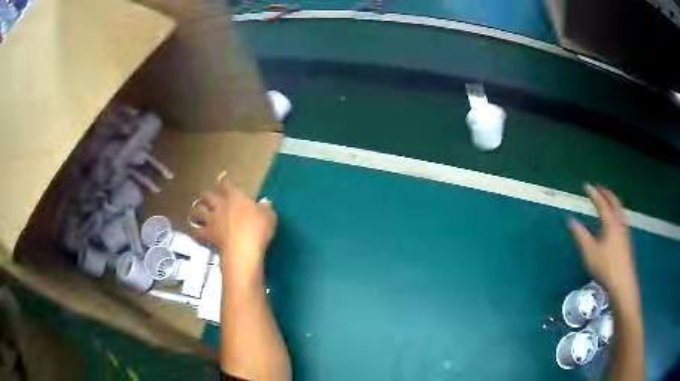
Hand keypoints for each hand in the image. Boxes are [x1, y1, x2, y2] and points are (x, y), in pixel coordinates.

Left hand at [191, 173, 276, 282]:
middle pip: (207, 195)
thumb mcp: (269, 217)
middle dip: (205, 194)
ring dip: (196, 211)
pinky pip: (196, 232)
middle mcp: (220, 206)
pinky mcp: (207, 235)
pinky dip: (194, 231)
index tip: (222, 177)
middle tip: (205, 195)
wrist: (243, 249)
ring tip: (195, 212)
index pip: (227, 185)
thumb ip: (265, 209)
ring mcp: (212, 220)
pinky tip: (194, 232)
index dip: (224, 181)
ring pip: (198, 211)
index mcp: (235, 198)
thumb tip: (265, 204)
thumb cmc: (258, 229)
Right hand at [568, 185, 637, 298]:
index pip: (601, 203)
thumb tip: (570, 220)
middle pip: (614, 202)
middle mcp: (619, 222)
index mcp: (611, 222)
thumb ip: (580, 235)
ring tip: (608, 201)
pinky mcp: (626, 240)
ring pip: (620, 210)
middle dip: (606, 193)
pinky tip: (615, 221)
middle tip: (599, 188)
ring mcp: (625, 231)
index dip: (593, 194)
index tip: (586, 186)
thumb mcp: (589, 252)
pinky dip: (617, 212)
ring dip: (613, 202)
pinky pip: (622, 218)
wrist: (622, 282)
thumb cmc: (605, 266)